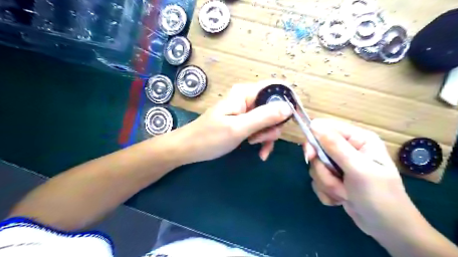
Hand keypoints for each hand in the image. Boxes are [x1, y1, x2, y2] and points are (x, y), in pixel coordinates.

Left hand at [175, 82, 292, 163]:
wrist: (190, 149)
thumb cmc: (210, 137)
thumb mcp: (238, 128)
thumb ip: (263, 117)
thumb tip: (288, 107)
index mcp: (245, 93)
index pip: (275, 88)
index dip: (288, 101)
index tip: (292, 120)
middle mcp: (247, 98)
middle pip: (275, 107)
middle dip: (273, 126)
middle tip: (260, 139)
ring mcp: (246, 111)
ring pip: (269, 120)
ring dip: (267, 135)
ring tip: (255, 146)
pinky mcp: (244, 122)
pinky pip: (261, 128)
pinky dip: (263, 140)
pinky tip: (260, 152)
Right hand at [305, 119, 418, 236]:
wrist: (388, 229)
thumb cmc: (379, 196)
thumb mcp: (358, 169)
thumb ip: (335, 146)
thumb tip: (314, 124)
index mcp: (357, 139)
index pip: (325, 128)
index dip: (314, 140)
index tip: (310, 156)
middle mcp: (347, 149)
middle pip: (316, 150)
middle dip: (324, 170)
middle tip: (335, 181)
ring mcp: (339, 165)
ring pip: (316, 168)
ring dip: (327, 184)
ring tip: (345, 194)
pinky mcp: (334, 179)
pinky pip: (318, 180)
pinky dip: (327, 192)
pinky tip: (342, 199)